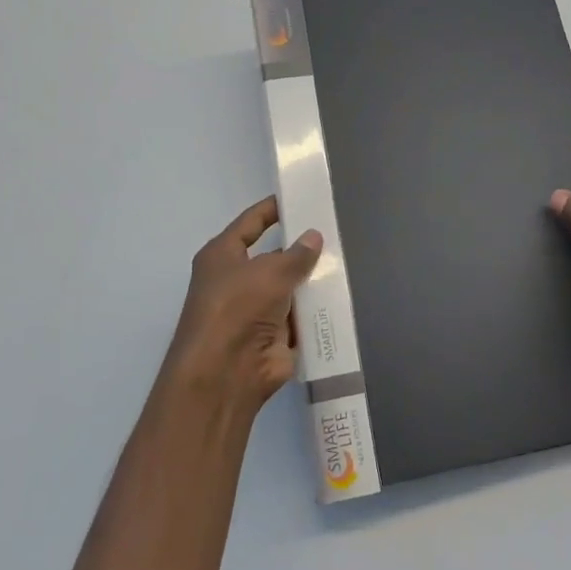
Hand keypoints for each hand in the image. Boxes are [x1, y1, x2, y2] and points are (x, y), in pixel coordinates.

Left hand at [164, 196, 322, 417]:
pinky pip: (300, 316)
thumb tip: (314, 237)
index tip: (299, 198)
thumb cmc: (238, 307)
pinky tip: (343, 296)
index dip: (272, 210)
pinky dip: (316, 309)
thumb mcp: (270, 271)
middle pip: (274, 257)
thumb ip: (296, 254)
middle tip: (335, 232)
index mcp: (223, 256)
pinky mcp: (274, 336)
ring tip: (347, 261)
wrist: (227, 372)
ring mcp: (256, 310)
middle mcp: (236, 280)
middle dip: (301, 248)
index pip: (250, 223)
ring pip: (290, 287)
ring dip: (311, 280)